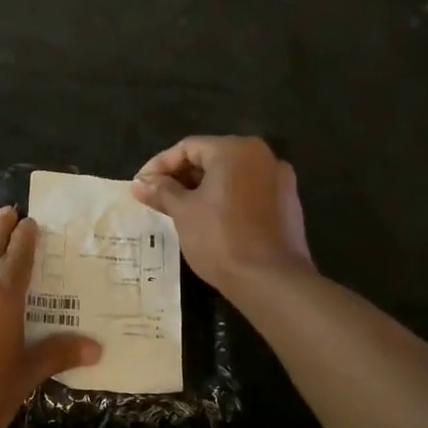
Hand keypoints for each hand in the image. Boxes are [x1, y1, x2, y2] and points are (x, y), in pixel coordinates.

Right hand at [131, 136, 313, 297]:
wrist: (270, 280)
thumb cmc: (220, 238)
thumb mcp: (183, 212)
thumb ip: (161, 191)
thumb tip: (140, 183)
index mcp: (235, 150)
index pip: (188, 147)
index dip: (159, 165)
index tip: (141, 186)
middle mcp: (262, 156)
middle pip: (211, 158)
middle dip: (181, 177)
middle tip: (156, 199)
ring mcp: (279, 180)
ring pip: (230, 177)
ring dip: (202, 189)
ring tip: (178, 211)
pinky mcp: (287, 204)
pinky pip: (248, 192)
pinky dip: (225, 200)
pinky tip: (209, 221)